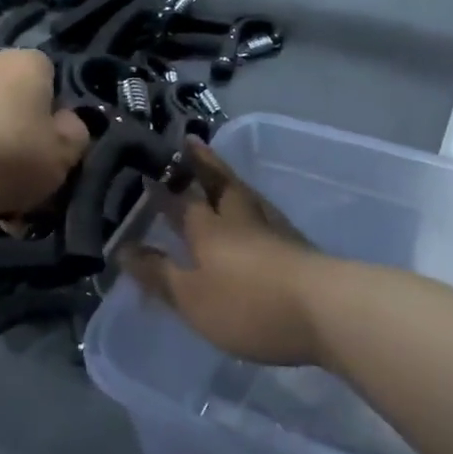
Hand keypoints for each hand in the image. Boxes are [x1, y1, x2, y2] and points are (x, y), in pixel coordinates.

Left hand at [0, 49, 89, 218]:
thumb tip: (68, 124)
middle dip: (27, 143)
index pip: (54, 80)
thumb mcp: (64, 153)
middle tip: (34, 181)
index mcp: (28, 62)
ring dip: (0, 162)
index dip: (59, 116)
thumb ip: (76, 136)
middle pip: (21, 108)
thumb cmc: (11, 150)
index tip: (58, 148)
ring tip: (6, 205)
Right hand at [122, 142, 324, 364]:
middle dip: (201, 164)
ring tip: (222, 172)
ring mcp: (274, 231)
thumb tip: (123, 249)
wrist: (329, 312)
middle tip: (189, 142)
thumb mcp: (191, 297)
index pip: (178, 200)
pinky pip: (267, 216)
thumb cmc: (247, 303)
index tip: (143, 170)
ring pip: (247, 196)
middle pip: (218, 183)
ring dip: (230, 180)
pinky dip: (254, 206)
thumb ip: (157, 273)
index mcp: (207, 227)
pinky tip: (258, 215)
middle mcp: (239, 219)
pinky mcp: (300, 249)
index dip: (160, 187)